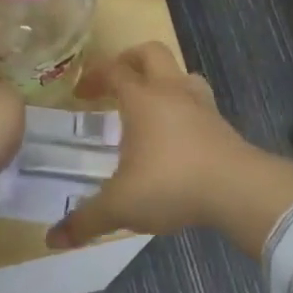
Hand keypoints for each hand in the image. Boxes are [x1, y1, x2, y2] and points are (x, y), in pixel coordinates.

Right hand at [45, 44, 254, 248]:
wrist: (239, 190)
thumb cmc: (172, 184)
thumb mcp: (120, 205)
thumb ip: (86, 220)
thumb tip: (52, 239)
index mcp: (142, 99)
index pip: (113, 71)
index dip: (93, 76)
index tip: (80, 93)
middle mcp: (171, 91)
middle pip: (150, 53)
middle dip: (129, 60)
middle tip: (114, 81)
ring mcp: (202, 105)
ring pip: (181, 74)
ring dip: (162, 80)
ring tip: (149, 103)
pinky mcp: (222, 124)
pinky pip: (198, 101)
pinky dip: (183, 107)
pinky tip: (177, 133)